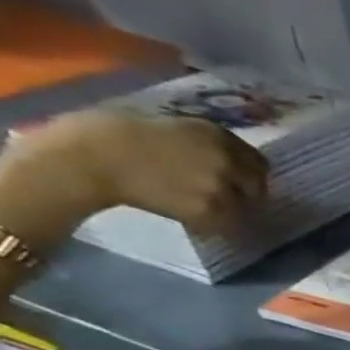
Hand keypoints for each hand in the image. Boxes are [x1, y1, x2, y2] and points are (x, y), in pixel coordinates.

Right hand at [0, 110, 268, 240]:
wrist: (90, 156)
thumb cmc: (116, 134)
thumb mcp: (173, 126)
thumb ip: (206, 142)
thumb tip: (230, 160)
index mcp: (217, 134)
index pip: (260, 162)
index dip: (251, 173)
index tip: (241, 181)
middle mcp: (227, 159)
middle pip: (258, 186)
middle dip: (245, 193)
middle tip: (225, 198)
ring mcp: (221, 186)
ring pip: (244, 206)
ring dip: (230, 210)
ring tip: (202, 207)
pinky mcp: (209, 210)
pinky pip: (225, 222)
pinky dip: (214, 223)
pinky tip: (192, 216)